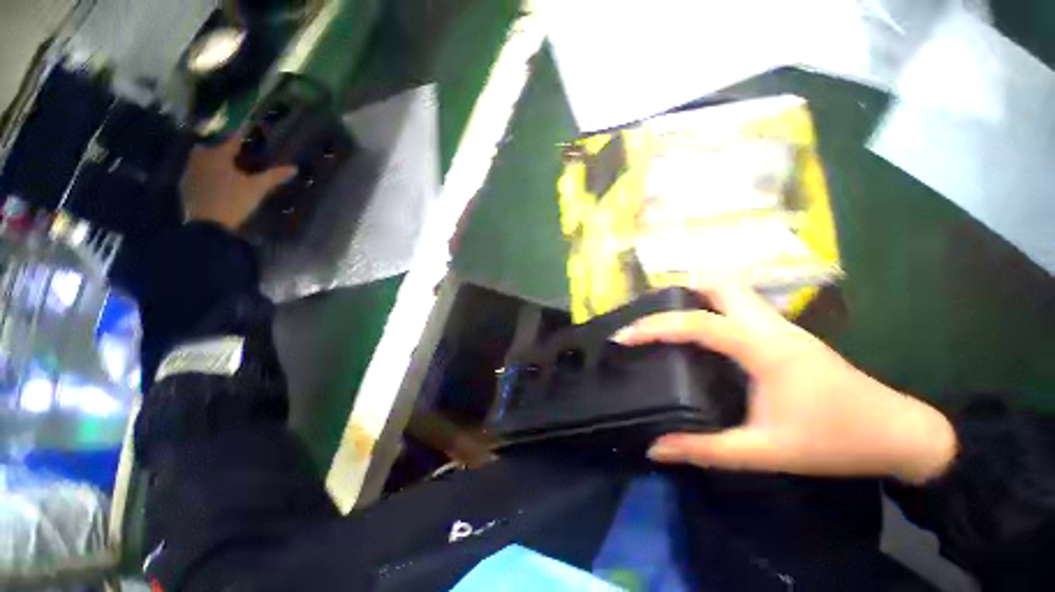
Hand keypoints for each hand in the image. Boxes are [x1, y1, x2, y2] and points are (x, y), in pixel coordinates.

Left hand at [180, 132, 297, 230]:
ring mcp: (190, 172)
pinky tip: (213, 182)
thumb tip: (294, 168)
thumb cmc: (234, 200)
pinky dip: (204, 173)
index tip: (248, 123)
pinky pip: (195, 173)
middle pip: (210, 147)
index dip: (242, 132)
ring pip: (200, 159)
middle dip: (220, 148)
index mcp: (218, 155)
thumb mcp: (257, 188)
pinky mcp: (185, 186)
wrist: (208, 224)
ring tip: (223, 168)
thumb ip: (274, 176)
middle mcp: (201, 158)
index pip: (233, 139)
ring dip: (210, 160)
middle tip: (232, 154)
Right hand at [613, 282, 957, 484]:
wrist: (899, 433)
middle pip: (719, 284)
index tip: (624, 337)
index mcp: (763, 348)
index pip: (697, 323)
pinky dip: (713, 307)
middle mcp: (769, 325)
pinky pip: (740, 305)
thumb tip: (655, 447)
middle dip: (680, 294)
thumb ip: (705, 450)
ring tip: (669, 321)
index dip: (654, 327)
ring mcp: (780, 325)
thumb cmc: (834, 441)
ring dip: (696, 296)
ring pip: (731, 290)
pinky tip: (702, 334)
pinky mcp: (785, 333)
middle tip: (652, 318)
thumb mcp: (764, 452)